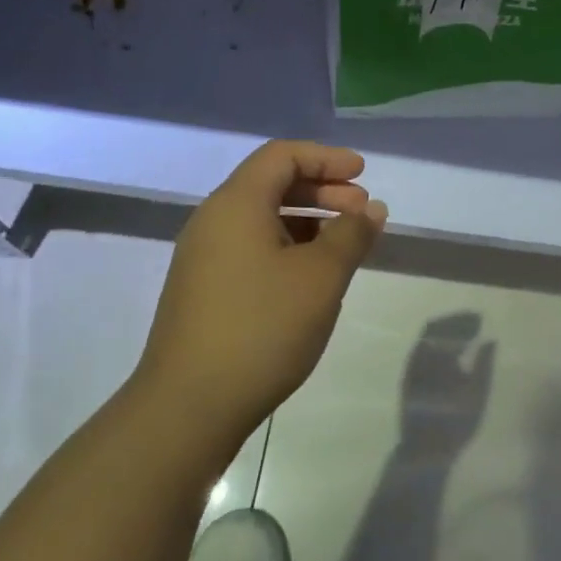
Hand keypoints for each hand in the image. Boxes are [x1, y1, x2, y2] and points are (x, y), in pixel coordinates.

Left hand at [135, 141, 386, 464]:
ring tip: (345, 246)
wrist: (189, 405)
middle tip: (361, 211)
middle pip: (271, 184)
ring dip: (308, 221)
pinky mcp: (204, 291)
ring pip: (262, 220)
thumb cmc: (262, 328)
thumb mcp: (320, 277)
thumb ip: (351, 235)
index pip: (282, 155)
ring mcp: (204, 259)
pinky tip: (312, 278)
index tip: (363, 174)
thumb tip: (370, 209)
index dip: (326, 158)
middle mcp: (213, 222)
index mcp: (236, 205)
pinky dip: (288, 247)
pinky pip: (252, 248)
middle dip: (322, 189)